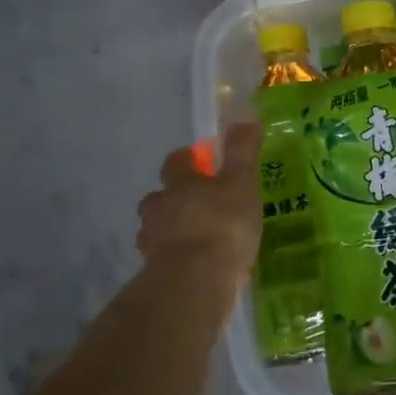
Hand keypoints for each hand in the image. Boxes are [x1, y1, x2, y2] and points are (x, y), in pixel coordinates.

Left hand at [136, 123, 263, 288]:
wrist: (195, 280)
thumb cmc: (222, 223)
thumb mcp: (241, 182)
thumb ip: (242, 150)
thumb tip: (243, 114)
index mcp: (180, 184)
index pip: (175, 163)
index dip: (186, 159)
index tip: (198, 159)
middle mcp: (159, 209)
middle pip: (157, 197)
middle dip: (172, 198)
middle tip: (195, 204)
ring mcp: (152, 243)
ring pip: (156, 229)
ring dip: (169, 230)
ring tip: (194, 239)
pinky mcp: (154, 274)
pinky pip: (162, 260)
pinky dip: (173, 259)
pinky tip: (193, 267)